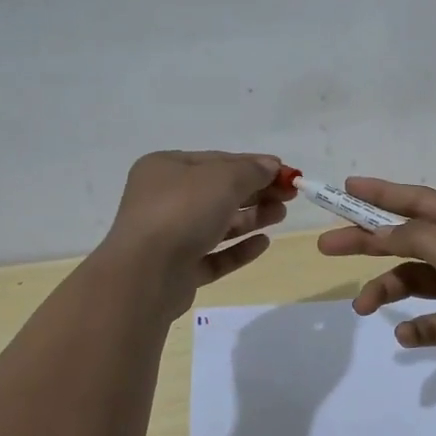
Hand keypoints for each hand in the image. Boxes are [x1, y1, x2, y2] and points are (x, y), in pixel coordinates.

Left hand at [99, 151, 291, 319]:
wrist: (145, 274)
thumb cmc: (182, 212)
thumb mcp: (223, 179)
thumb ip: (251, 171)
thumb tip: (271, 166)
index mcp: (166, 168)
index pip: (217, 161)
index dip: (253, 165)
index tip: (286, 173)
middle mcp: (163, 199)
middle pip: (218, 192)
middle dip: (255, 192)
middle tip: (289, 196)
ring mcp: (168, 236)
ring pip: (217, 224)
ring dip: (251, 218)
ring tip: (280, 216)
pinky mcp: (177, 269)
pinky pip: (213, 255)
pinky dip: (238, 248)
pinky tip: (263, 244)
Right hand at [316, 178, 435, 407]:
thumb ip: (418, 238)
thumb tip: (379, 230)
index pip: (420, 200)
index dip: (381, 193)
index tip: (346, 187)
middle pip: (409, 239)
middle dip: (369, 242)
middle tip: (328, 246)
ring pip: (414, 280)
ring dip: (387, 290)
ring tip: (362, 307)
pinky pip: (429, 318)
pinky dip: (415, 325)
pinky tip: (407, 334)